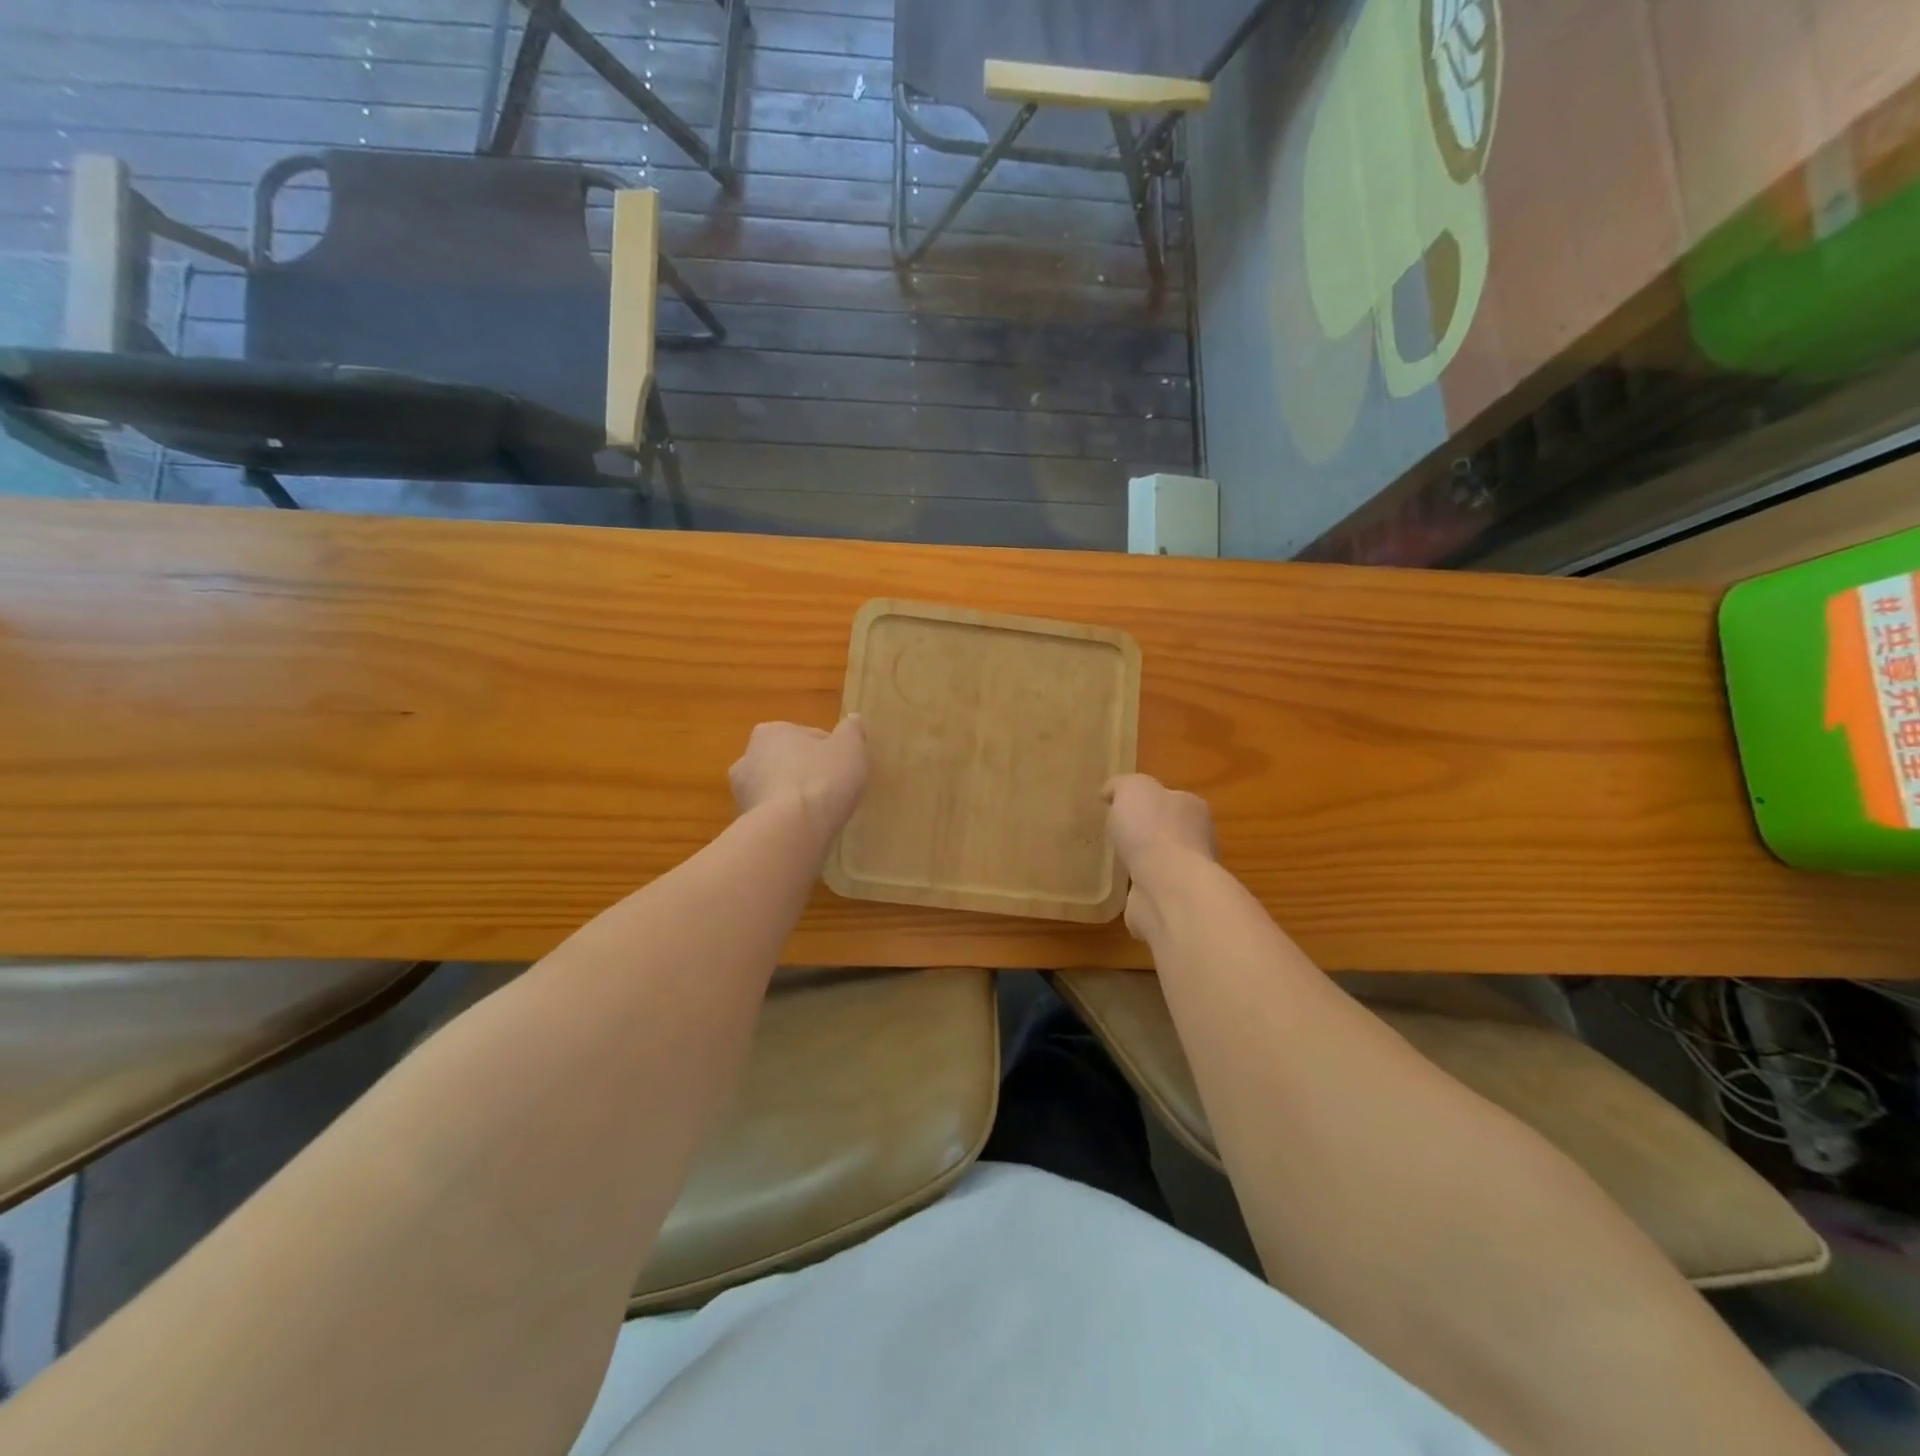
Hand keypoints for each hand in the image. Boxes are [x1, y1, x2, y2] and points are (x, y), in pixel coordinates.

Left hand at [730, 716, 867, 839]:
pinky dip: (786, 819)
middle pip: (788, 762)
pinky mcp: (744, 822)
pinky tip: (806, 828)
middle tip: (832, 788)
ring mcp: (742, 793)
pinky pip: (773, 815)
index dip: (829, 751)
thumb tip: (853, 720)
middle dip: (805, 772)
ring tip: (820, 812)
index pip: (807, 736)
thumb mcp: (850, 748)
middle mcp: (748, 758)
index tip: (844, 767)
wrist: (791, 830)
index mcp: (770, 732)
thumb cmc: (821, 779)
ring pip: (777, 789)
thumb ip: (851, 731)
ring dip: (794, 797)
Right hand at [1104, 774, 1215, 940]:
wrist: (1167, 887)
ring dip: (1142, 861)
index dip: (1145, 801)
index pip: (1169, 798)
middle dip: (1144, 832)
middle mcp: (1197, 838)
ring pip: (1160, 861)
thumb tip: (1110, 792)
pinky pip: (1152, 887)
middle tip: (1116, 834)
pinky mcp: (1174, 900)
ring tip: (1115, 860)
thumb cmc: (1152, 829)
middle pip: (1167, 830)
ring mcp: (1187, 873)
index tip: (1119, 807)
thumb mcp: (1132, 789)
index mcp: (1191, 807)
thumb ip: (1121, 785)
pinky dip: (1139, 887)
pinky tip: (1121, 886)